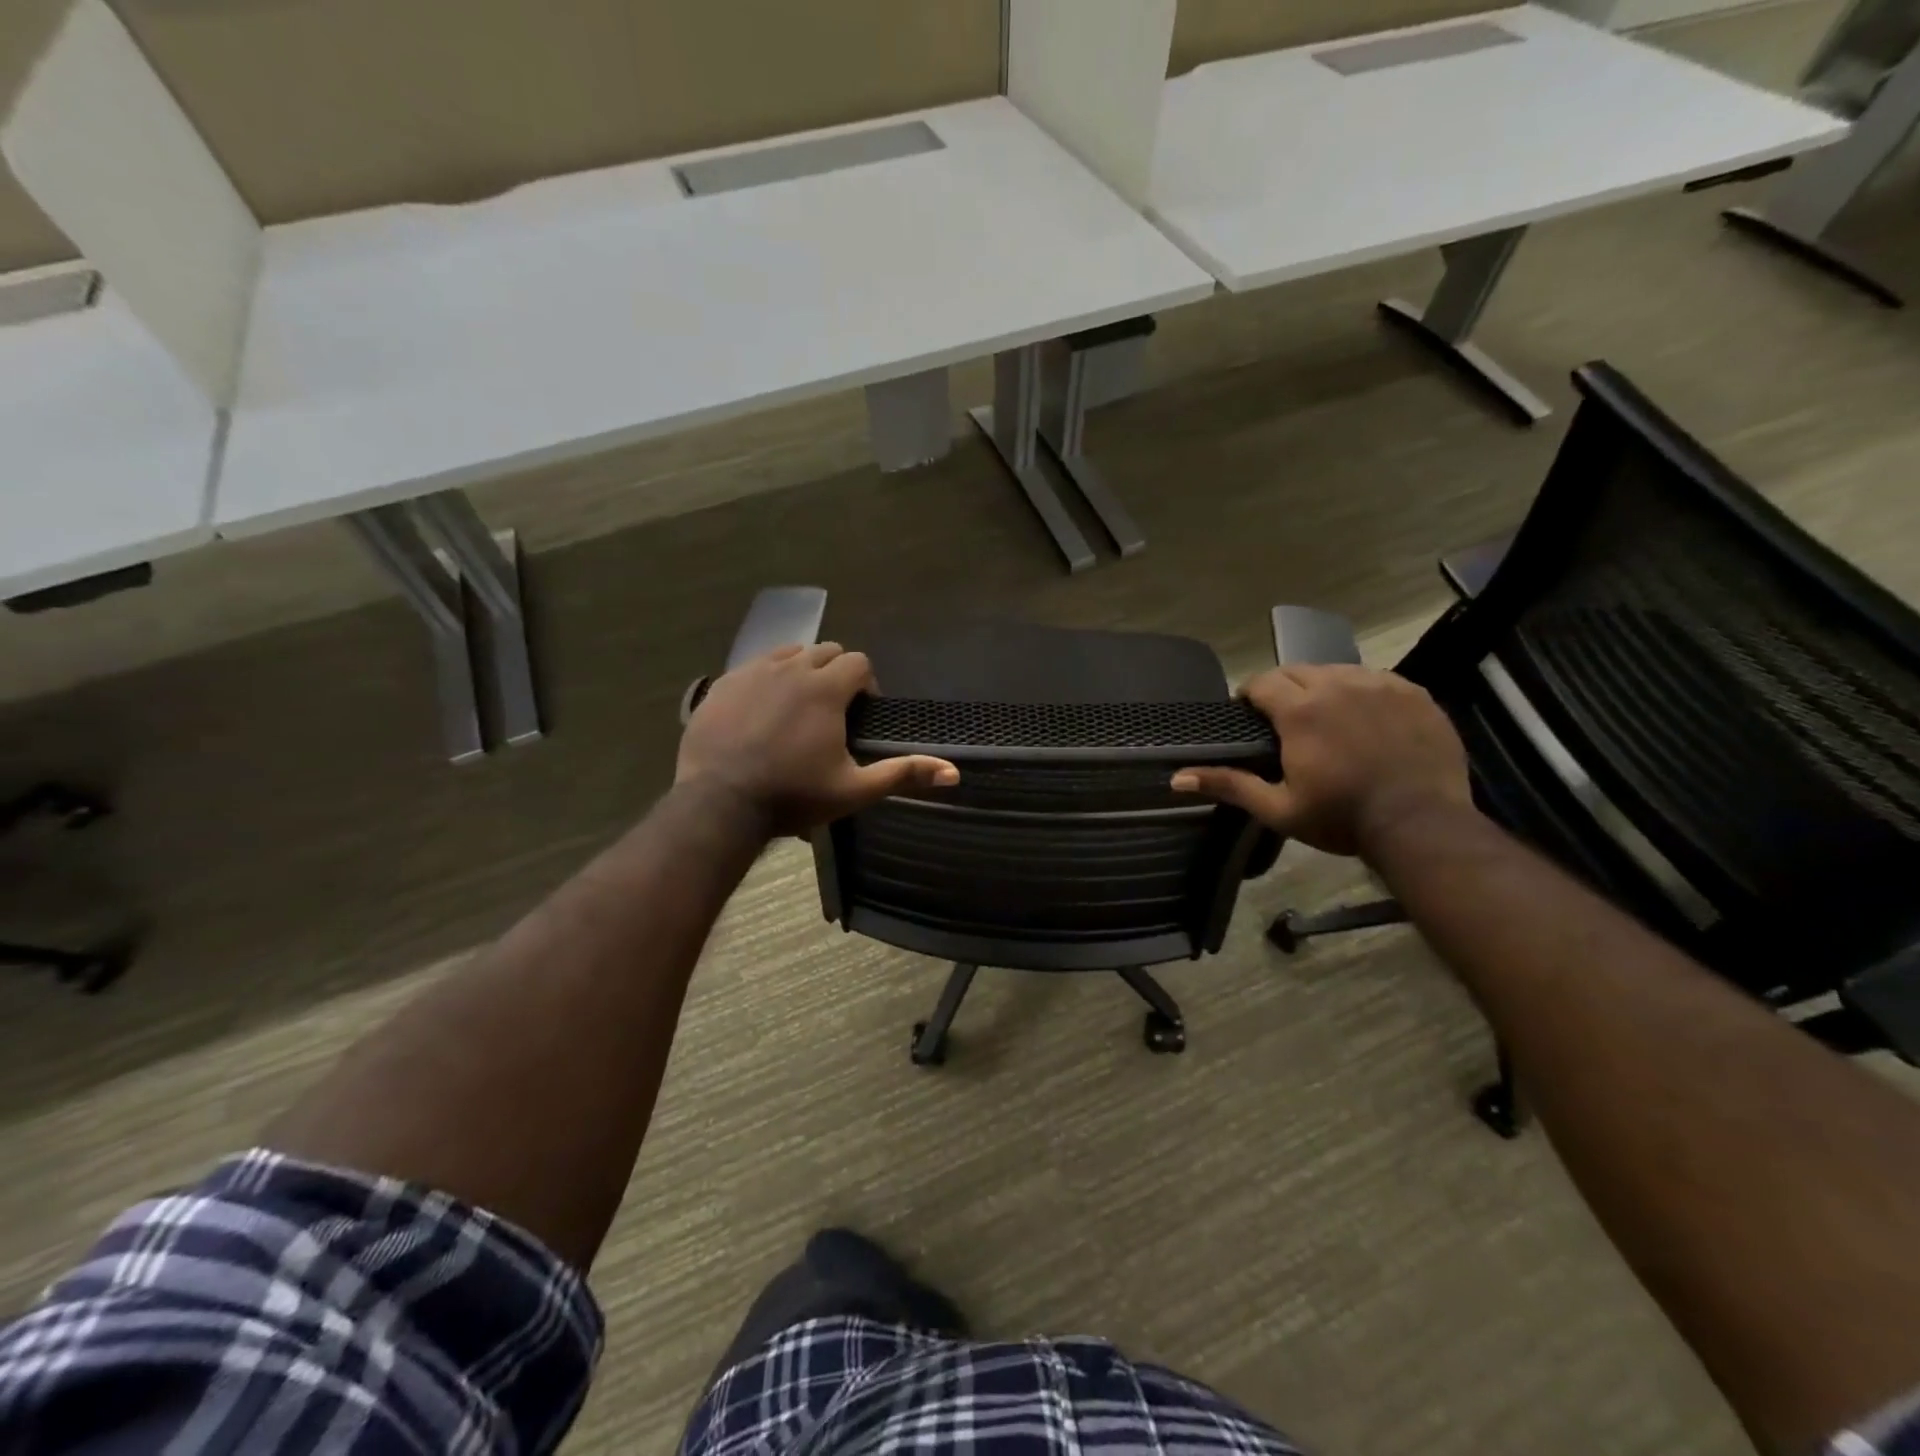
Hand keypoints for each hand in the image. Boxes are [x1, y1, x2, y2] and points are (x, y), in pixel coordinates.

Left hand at [677, 644, 958, 838]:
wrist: (718, 802)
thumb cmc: (792, 795)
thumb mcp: (853, 789)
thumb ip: (902, 773)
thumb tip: (954, 773)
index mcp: (825, 688)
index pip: (858, 662)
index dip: (866, 685)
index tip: (860, 714)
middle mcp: (791, 668)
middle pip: (826, 652)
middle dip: (836, 674)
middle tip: (831, 713)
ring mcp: (753, 672)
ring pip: (789, 654)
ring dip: (802, 672)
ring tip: (797, 709)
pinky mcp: (724, 683)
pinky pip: (754, 666)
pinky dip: (767, 679)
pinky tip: (762, 712)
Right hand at [1172, 664, 1472, 857]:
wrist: (1422, 824)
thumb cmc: (1341, 818)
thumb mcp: (1278, 808)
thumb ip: (1229, 785)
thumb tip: (1177, 778)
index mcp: (1300, 710)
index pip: (1262, 681)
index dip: (1249, 695)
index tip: (1248, 713)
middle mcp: (1337, 685)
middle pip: (1297, 669)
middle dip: (1283, 687)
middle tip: (1283, 719)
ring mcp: (1380, 684)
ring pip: (1337, 670)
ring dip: (1322, 686)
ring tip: (1324, 716)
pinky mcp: (1413, 693)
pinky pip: (1375, 679)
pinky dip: (1361, 691)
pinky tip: (1364, 718)